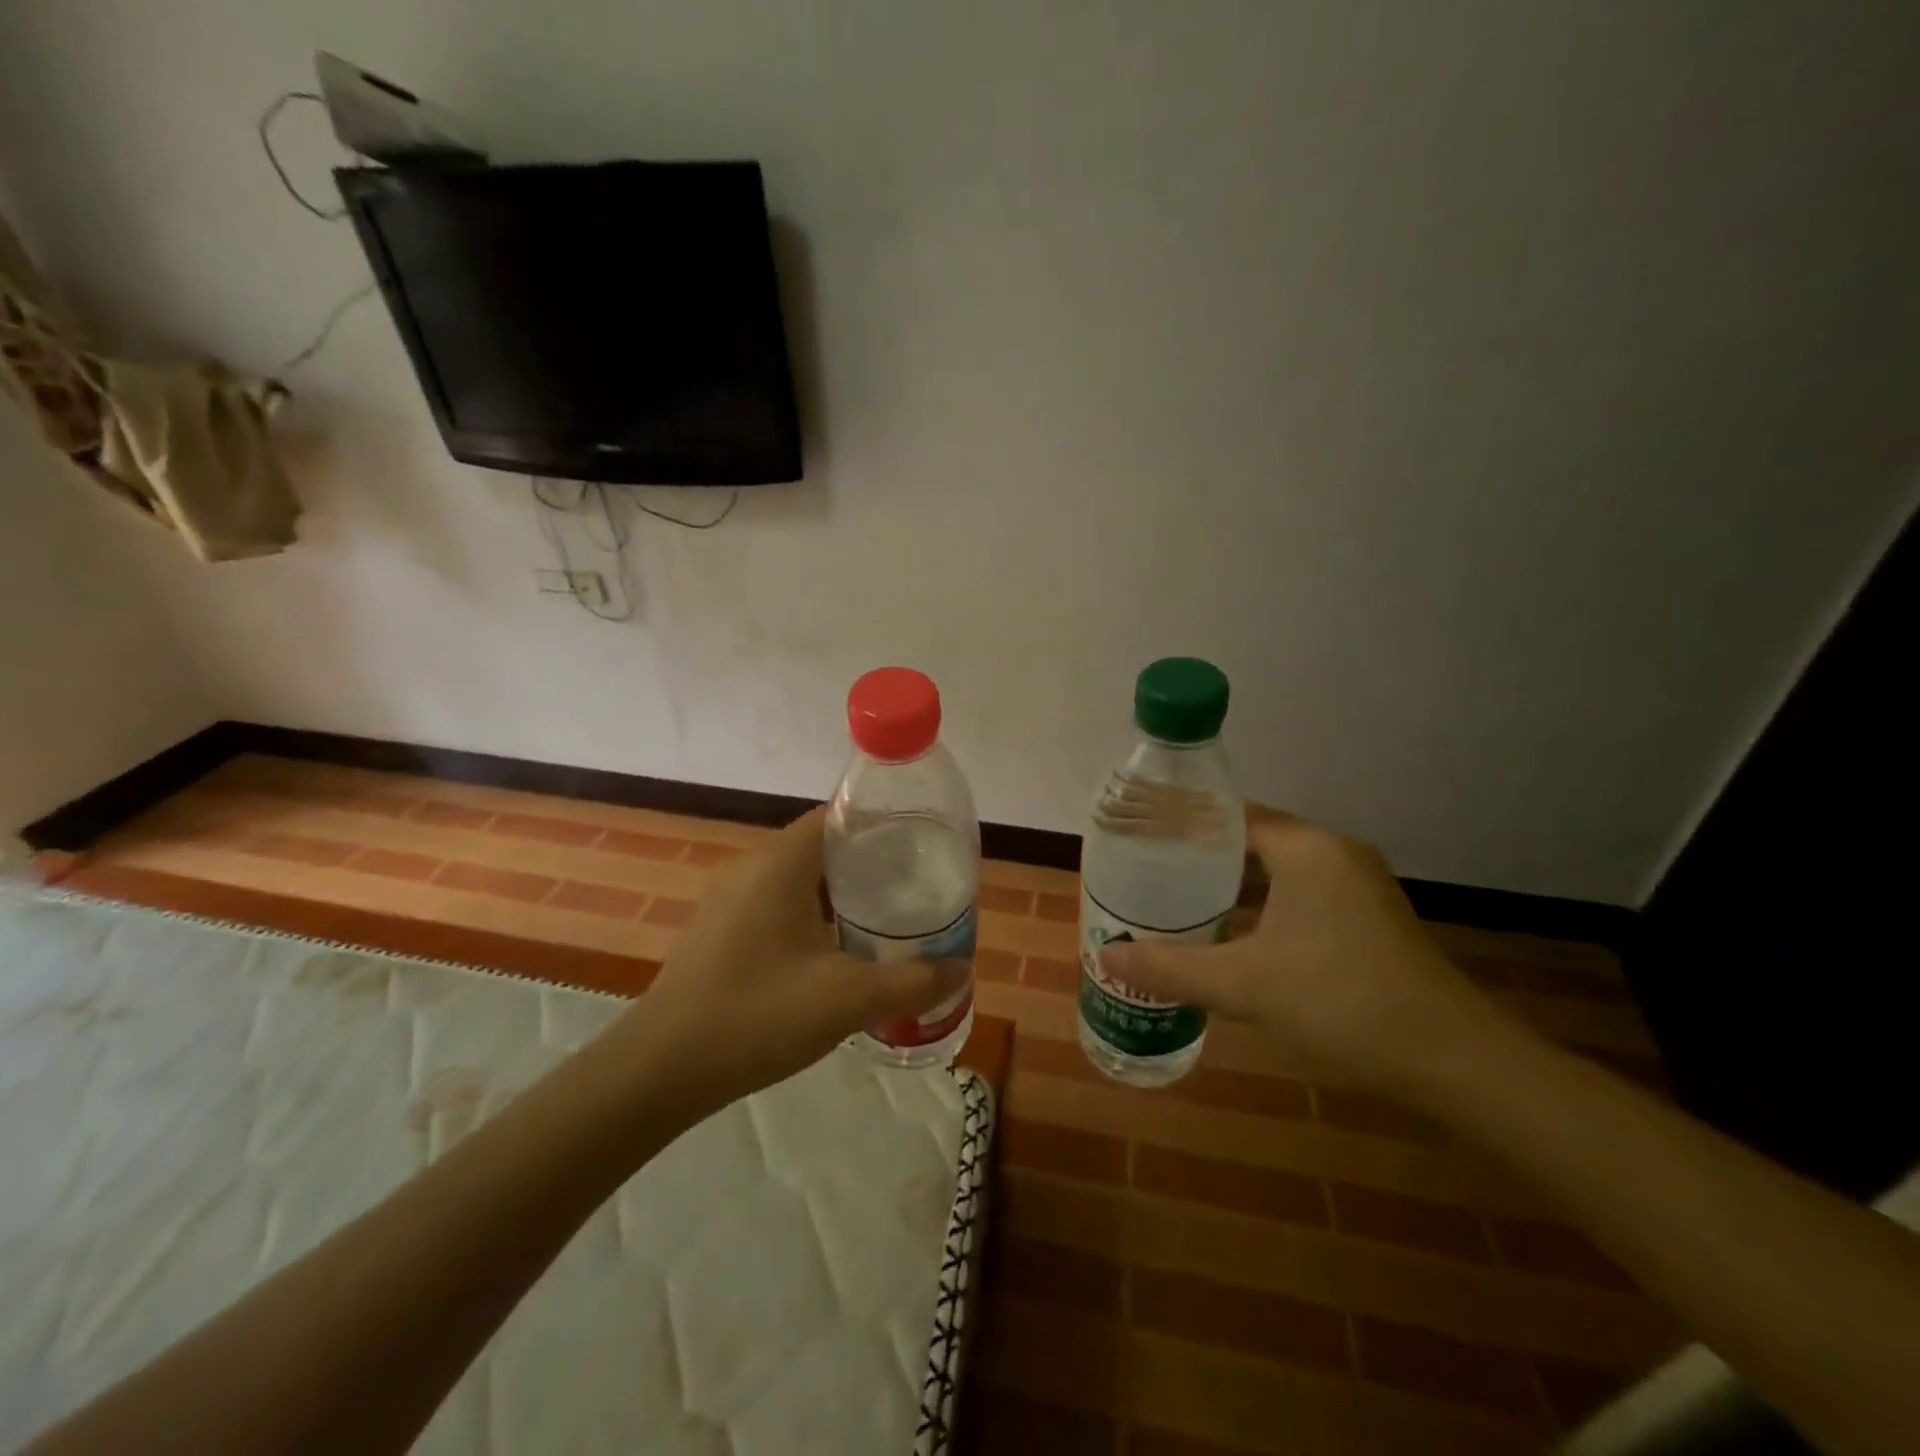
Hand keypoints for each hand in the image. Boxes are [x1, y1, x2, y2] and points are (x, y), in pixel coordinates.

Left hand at [624, 806, 969, 1108]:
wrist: (659, 1069)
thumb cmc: (756, 1016)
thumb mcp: (846, 1000)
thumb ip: (911, 982)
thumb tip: (961, 968)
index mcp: (781, 863)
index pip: (839, 816)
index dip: (883, 825)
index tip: (922, 848)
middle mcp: (753, 867)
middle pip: (823, 846)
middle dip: (871, 863)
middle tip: (916, 888)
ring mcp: (731, 898)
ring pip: (800, 878)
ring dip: (842, 893)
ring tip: (888, 918)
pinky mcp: (721, 928)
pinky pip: (779, 903)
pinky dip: (814, 914)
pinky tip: (837, 950)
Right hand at [1100, 804, 1494, 1091]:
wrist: (1454, 1062)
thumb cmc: (1341, 1002)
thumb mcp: (1243, 986)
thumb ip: (1171, 967)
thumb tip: (1107, 959)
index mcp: (1305, 848)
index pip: (1229, 814)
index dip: (1181, 823)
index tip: (1138, 838)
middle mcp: (1332, 854)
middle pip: (1249, 842)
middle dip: (1198, 859)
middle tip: (1146, 874)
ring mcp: (1355, 887)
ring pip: (1275, 873)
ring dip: (1229, 889)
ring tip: (1174, 903)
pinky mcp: (1366, 920)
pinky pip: (1298, 898)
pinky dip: (1261, 910)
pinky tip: (1229, 939)